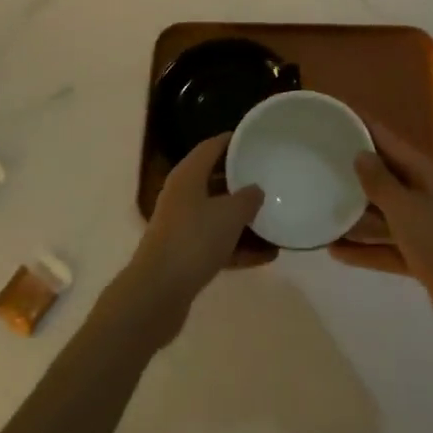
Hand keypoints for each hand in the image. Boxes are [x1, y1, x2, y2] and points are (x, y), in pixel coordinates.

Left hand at [117, 134, 263, 345]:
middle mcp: (182, 196)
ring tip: (274, 219)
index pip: (211, 147)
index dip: (233, 141)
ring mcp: (181, 226)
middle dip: (241, 181)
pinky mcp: (185, 255)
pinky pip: (217, 243)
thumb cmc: (194, 240)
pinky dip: (238, 247)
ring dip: (243, 219)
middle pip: (214, 180)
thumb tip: (255, 189)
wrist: (157, 293)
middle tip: (270, 178)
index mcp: (187, 176)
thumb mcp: (229, 215)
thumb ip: (247, 198)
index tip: (256, 139)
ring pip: (217, 214)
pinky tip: (267, 256)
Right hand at [331, 121, 432, 350]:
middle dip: (356, 171)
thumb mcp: (407, 211)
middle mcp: (428, 195)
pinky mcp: (423, 257)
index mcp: (429, 174)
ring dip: (357, 216)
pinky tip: (336, 251)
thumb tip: (360, 153)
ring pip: (385, 215)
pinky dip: (366, 249)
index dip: (365, 127)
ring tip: (322, 209)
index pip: (391, 142)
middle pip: (387, 176)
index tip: (337, 116)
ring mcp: (427, 227)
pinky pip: (388, 246)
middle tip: (319, 162)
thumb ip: (380, 183)